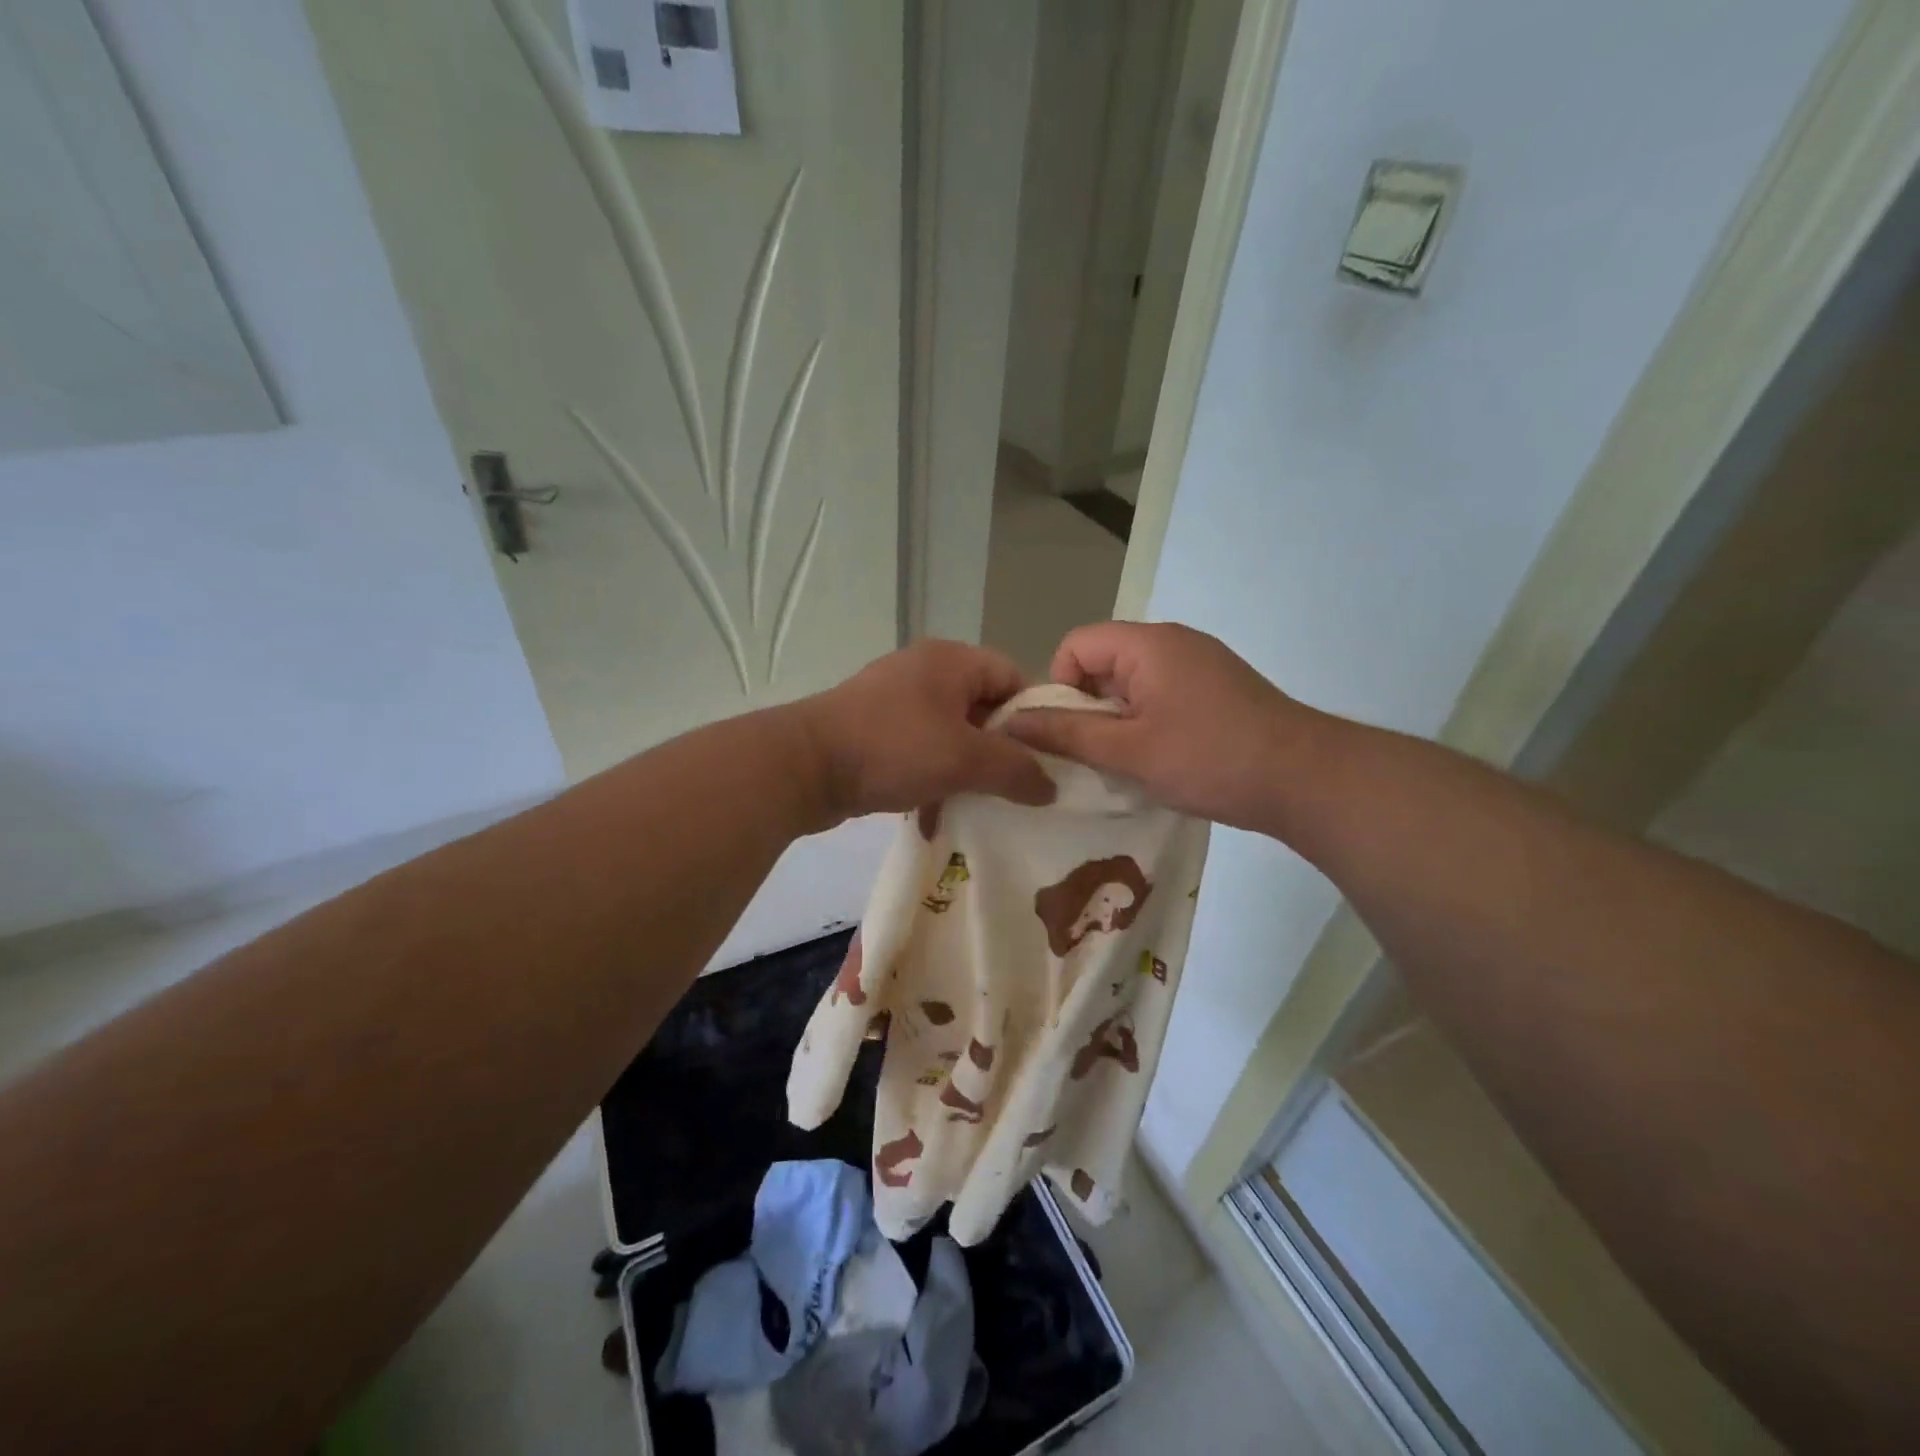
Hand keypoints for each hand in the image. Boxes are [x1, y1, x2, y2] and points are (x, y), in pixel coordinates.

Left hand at [795, 640, 1055, 827]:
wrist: (804, 767)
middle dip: (1001, 750)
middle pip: (982, 707)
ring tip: (983, 805)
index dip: (1035, 717)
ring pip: (951, 733)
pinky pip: (920, 750)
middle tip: (1019, 788)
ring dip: (966, 769)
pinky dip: (933, 777)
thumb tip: (1051, 787)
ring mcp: (895, 701)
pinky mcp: (874, 731)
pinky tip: (937, 813)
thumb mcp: (965, 759)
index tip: (1048, 759)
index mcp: (951, 660)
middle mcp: (925, 671)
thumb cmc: (893, 748)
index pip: (1012, 677)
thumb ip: (1016, 770)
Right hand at [1003, 622, 1312, 831]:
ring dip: (1118, 718)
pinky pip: (1162, 693)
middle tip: (1094, 754)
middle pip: (1104, 661)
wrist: (1306, 779)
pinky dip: (1148, 720)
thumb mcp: (1128, 751)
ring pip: (1133, 682)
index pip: (1076, 645)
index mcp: (1148, 644)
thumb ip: (1067, 734)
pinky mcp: (1218, 687)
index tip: (1069, 732)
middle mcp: (1174, 641)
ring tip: (1127, 762)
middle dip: (1088, 707)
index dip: (1059, 686)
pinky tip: (1161, 759)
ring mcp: (1201, 663)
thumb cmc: (1209, 759)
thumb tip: (1012, 722)